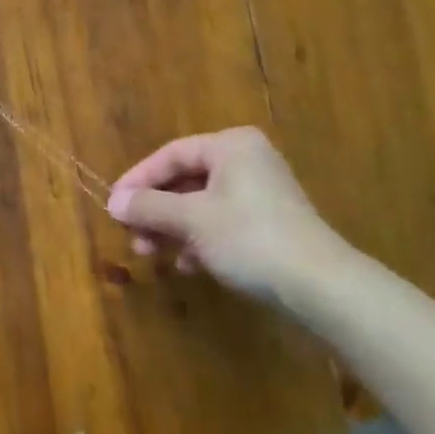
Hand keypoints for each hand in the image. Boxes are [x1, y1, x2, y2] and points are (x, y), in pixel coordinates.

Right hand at [107, 127, 354, 301]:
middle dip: (155, 210)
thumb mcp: (191, 220)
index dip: (138, 180)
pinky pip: (222, 223)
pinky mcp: (271, 224)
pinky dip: (200, 240)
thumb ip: (149, 207)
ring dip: (173, 228)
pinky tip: (188, 266)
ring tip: (151, 254)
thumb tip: (113, 202)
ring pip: (202, 204)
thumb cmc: (249, 238)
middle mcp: (247, 160)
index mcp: (230, 146)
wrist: (321, 287)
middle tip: (131, 235)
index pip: (170, 155)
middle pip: (185, 180)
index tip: (114, 206)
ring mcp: (262, 193)